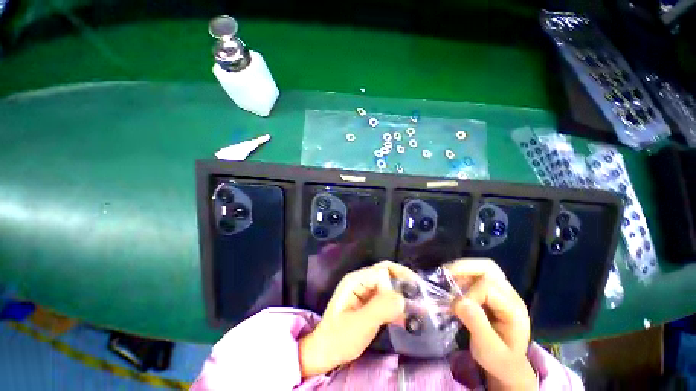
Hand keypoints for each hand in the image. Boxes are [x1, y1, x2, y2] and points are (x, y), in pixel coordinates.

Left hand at [299, 261, 414, 377]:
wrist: (325, 352)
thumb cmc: (339, 338)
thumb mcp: (360, 324)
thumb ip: (381, 308)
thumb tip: (402, 297)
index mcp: (356, 281)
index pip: (381, 271)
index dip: (397, 280)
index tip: (413, 295)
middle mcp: (361, 282)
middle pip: (386, 276)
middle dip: (403, 285)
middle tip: (421, 298)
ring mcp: (364, 293)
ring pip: (388, 287)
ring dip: (402, 297)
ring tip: (419, 309)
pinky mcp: (368, 304)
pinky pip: (385, 300)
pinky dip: (396, 307)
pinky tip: (406, 319)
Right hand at [446, 258, 536, 390]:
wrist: (508, 364)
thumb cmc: (499, 359)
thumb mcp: (489, 350)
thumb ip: (477, 326)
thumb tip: (460, 302)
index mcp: (514, 309)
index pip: (488, 288)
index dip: (469, 295)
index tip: (457, 309)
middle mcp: (510, 295)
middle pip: (488, 268)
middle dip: (464, 267)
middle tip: (445, 274)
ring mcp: (501, 291)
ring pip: (481, 267)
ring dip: (462, 270)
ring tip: (447, 278)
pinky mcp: (492, 291)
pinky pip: (476, 274)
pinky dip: (462, 275)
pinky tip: (453, 284)